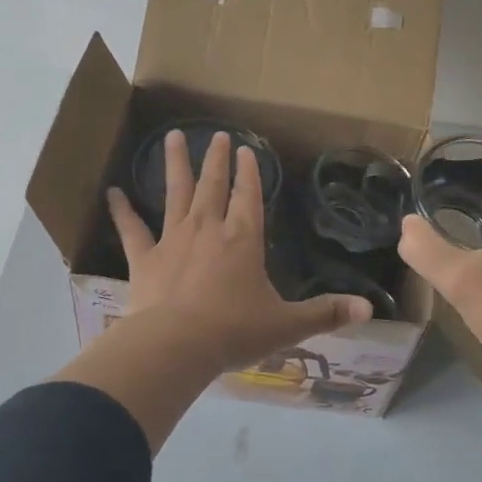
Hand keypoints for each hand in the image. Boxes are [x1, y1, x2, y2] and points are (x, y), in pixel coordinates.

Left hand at [106, 130, 371, 370]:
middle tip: (216, 135)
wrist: (176, 345)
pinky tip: (112, 192)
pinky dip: (121, 210)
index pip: (249, 197)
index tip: (246, 149)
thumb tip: (369, 310)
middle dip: (217, 160)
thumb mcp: (287, 325)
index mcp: (243, 239)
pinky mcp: (144, 259)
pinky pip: (131, 229)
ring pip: (175, 194)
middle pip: (213, 186)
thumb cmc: (234, 331)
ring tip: (173, 136)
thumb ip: (327, 314)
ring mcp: (173, 240)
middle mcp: (208, 229)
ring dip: (175, 165)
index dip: (250, 173)